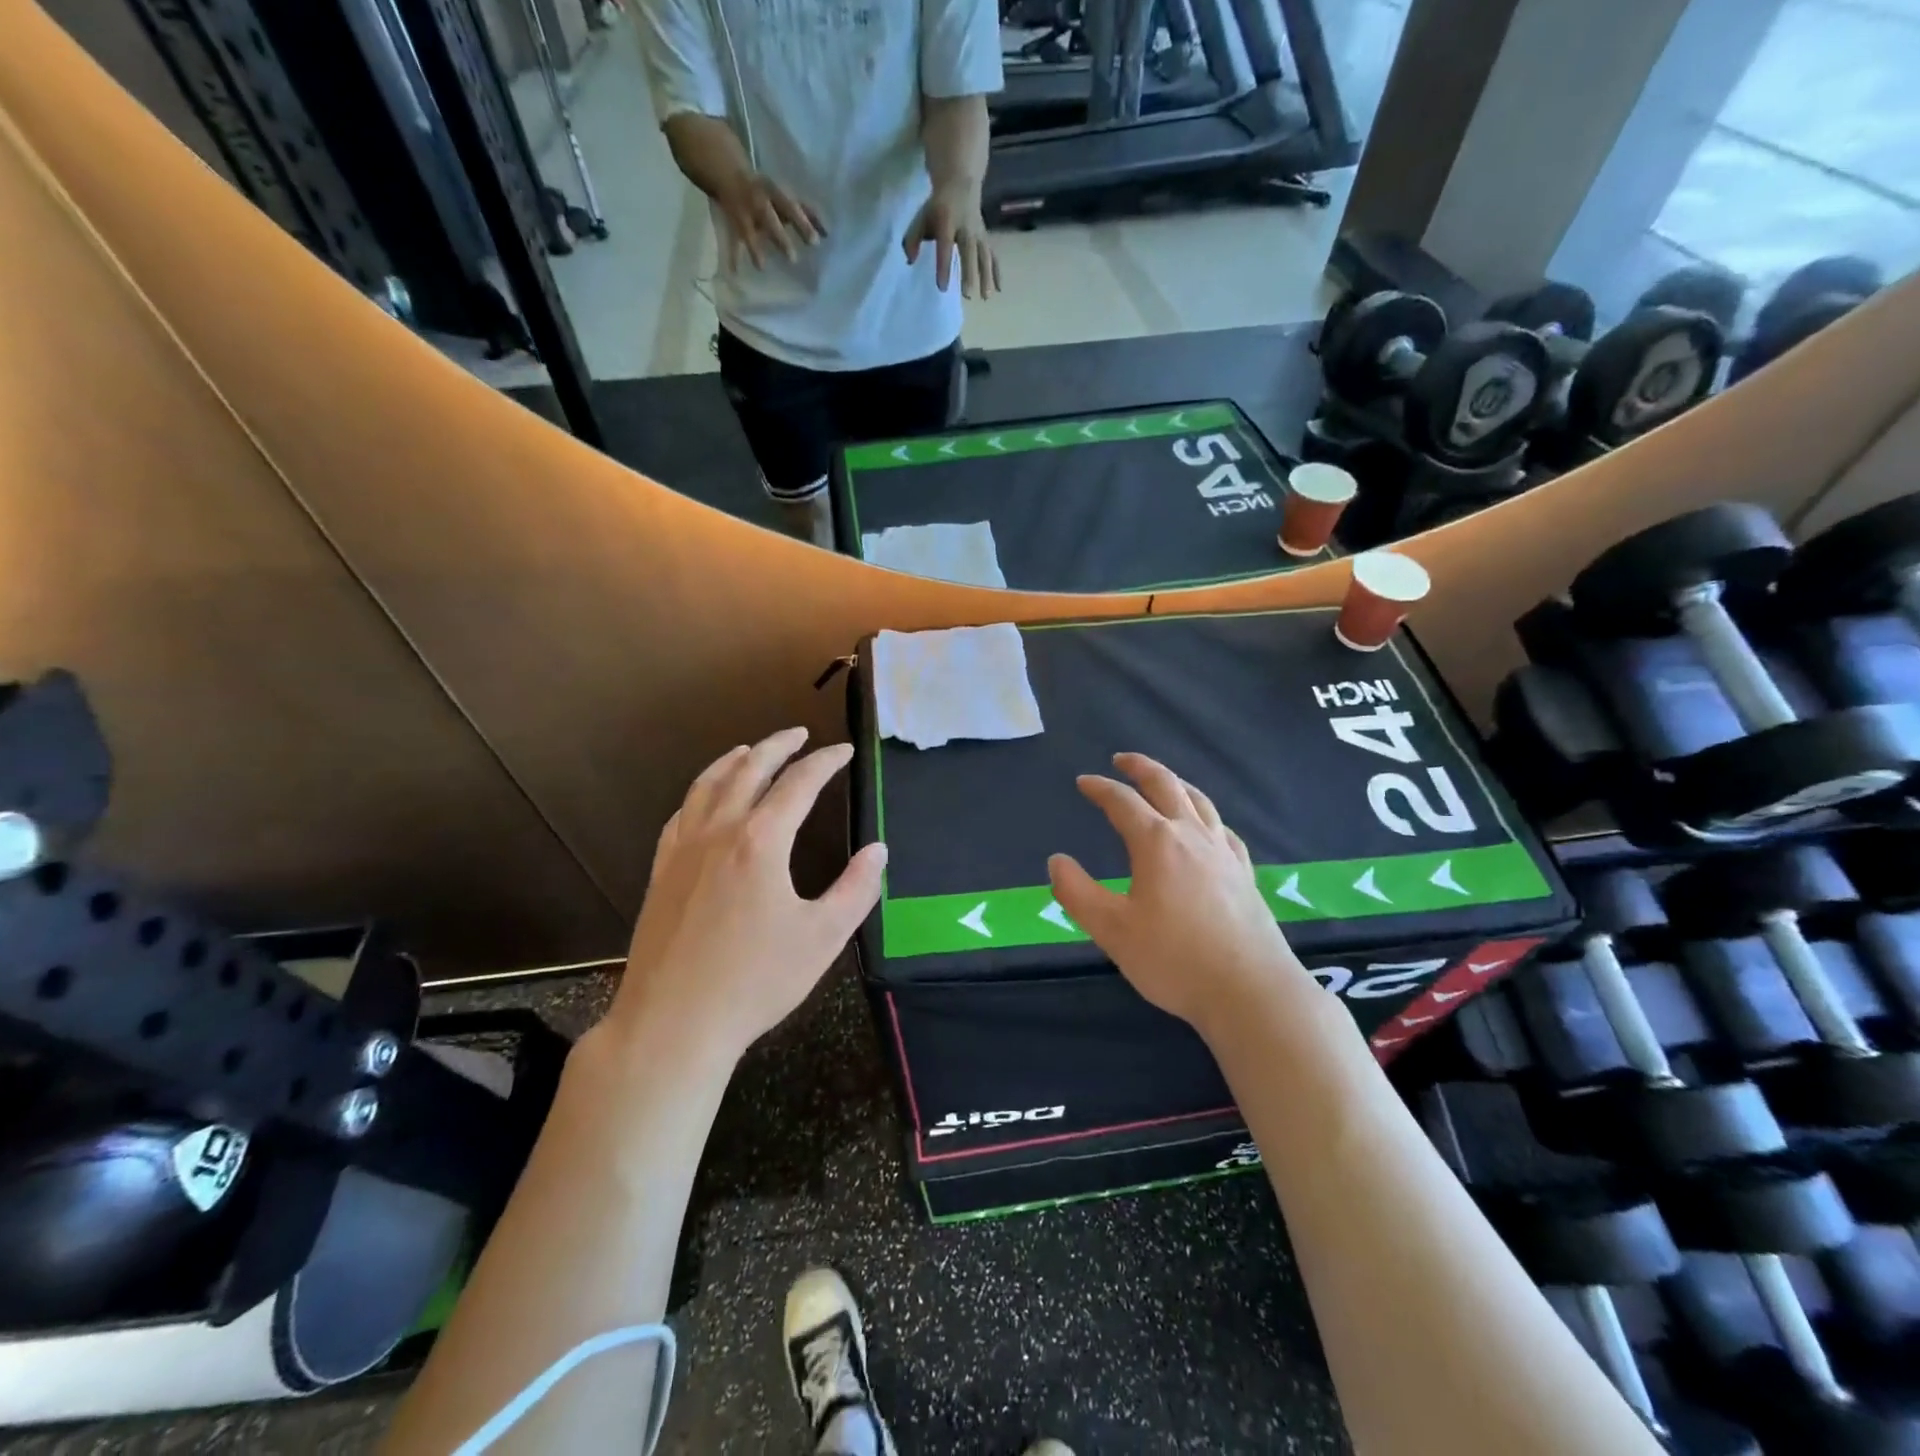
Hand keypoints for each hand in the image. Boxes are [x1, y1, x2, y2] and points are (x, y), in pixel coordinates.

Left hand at [607, 727, 885, 1061]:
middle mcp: (719, 831)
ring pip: (709, 785)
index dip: (826, 762)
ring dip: (735, 760)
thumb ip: (856, 889)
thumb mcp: (823, 938)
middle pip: (749, 770)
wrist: (673, 1023)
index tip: (844, 752)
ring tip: (751, 749)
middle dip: (778, 745)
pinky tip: (706, 798)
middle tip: (800, 734)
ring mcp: (683, 849)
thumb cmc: (755, 981)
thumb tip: (878, 850)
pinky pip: (681, 813)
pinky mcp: (661, 870)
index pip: (799, 783)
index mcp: (761, 841)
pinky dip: (700, 792)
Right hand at [715, 172, 824, 270]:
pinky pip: (732, 241)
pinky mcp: (732, 226)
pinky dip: (732, 257)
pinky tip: (734, 273)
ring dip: (754, 248)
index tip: (815, 242)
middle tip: (792, 259)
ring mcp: (743, 214)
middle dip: (780, 237)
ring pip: (748, 232)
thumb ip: (807, 213)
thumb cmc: (768, 192)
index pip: (790, 207)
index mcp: (774, 193)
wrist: (730, 174)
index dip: (802, 223)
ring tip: (761, 267)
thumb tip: (828, 233)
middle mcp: (758, 202)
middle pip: (769, 219)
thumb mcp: (786, 196)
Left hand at [903, 184, 999, 298]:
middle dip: (969, 274)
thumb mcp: (922, 217)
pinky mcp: (986, 238)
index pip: (945, 246)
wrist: (960, 183)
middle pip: (969, 253)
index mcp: (947, 222)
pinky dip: (996, 272)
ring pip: (984, 256)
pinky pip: (992, 256)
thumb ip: (913, 238)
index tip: (942, 287)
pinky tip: (998, 289)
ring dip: (986, 276)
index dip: (944, 267)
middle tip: (968, 296)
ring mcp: (978, 233)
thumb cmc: (937, 206)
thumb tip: (909, 260)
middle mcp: (966, 228)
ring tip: (985, 297)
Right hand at [1047, 753, 1301, 1034]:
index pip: (1122, 801)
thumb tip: (1056, 861)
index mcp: (1156, 842)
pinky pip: (1223, 829)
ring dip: (1176, 782)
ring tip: (1163, 780)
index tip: (1083, 782)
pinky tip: (1207, 827)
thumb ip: (1077, 893)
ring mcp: (1223, 852)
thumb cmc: (1174, 959)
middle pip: (1166, 785)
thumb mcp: (1112, 930)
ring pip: (1199, 801)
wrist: (1250, 991)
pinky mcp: (1244, 873)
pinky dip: (1206, 816)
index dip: (1100, 788)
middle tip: (1122, 760)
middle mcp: (1192, 836)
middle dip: (1141, 767)